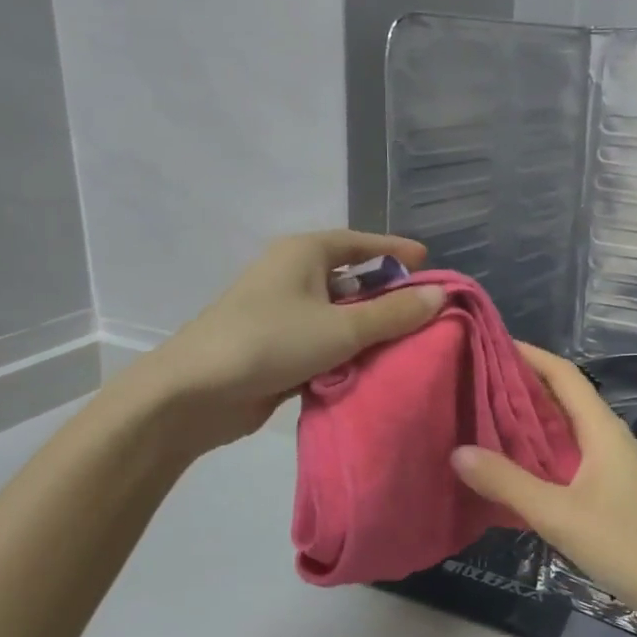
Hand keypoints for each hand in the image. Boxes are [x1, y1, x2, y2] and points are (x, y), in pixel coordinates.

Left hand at [121, 230, 444, 452]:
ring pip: (338, 314)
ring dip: (369, 328)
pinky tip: (375, 368)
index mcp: (304, 253)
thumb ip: (393, 313)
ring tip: (412, 343)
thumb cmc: (271, 342)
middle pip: (351, 279)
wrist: (196, 393)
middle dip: (387, 294)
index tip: (429, 262)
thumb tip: (441, 294)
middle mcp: (292, 276)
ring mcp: (282, 313)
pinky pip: (324, 342)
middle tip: (428, 311)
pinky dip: (348, 352)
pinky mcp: (277, 348)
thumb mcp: (341, 327)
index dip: (395, 251)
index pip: (360, 243)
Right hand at [450, 344, 636, 636]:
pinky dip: (540, 449)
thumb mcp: (558, 514)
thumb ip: (508, 482)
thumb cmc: (625, 545)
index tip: (489, 344)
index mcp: (602, 429)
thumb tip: (458, 451)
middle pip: (563, 396)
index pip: (564, 374)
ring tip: (483, 416)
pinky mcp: (610, 488)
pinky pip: (569, 454)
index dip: (529, 354)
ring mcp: (612, 463)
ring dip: (529, 418)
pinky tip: (514, 464)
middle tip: (473, 380)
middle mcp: (608, 437)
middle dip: (521, 384)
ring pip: (565, 427)